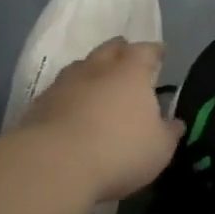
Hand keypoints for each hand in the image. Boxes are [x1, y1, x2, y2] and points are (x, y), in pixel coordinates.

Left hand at [22, 38, 182, 202]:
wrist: (55, 164)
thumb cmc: (119, 151)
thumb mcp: (159, 149)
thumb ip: (168, 132)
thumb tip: (174, 123)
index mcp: (130, 73)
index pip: (146, 51)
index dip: (155, 51)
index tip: (160, 52)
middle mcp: (97, 69)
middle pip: (110, 49)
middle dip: (121, 50)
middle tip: (128, 56)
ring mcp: (64, 84)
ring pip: (81, 66)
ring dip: (92, 70)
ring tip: (98, 80)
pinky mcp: (40, 104)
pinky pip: (60, 90)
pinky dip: (70, 94)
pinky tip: (72, 107)